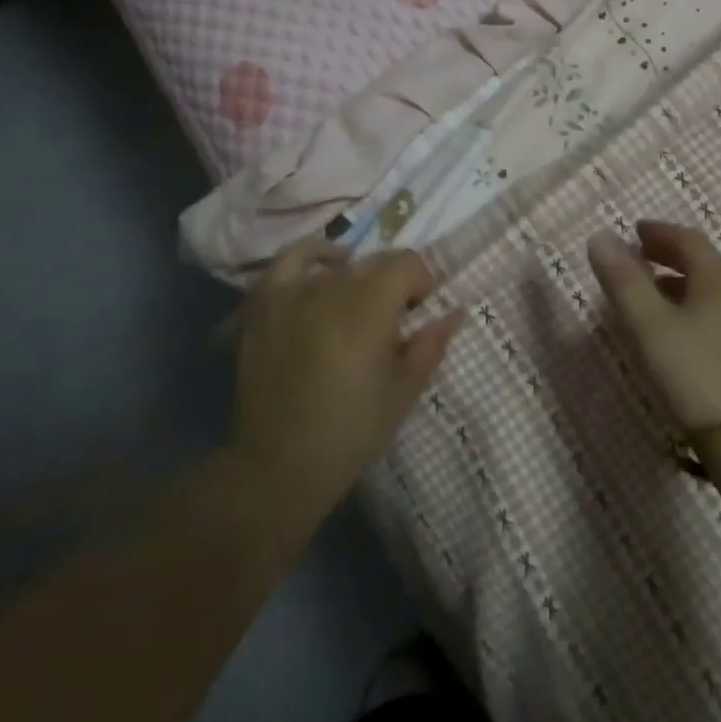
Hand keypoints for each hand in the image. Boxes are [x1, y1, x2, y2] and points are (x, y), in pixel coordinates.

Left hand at [231, 240, 462, 525]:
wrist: (277, 467)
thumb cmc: (349, 434)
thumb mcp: (402, 394)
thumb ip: (430, 346)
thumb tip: (454, 312)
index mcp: (370, 310)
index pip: (407, 264)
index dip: (421, 282)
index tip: (420, 311)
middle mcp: (333, 289)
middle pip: (376, 263)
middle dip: (393, 285)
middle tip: (393, 321)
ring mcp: (295, 293)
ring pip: (341, 265)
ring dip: (359, 280)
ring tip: (359, 306)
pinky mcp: (266, 304)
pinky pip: (291, 260)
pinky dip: (313, 254)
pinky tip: (327, 266)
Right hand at [587, 221, 720, 431]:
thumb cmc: (693, 372)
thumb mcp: (648, 324)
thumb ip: (622, 280)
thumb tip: (599, 236)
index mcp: (714, 279)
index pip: (688, 239)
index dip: (660, 231)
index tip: (634, 231)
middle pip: (700, 261)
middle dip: (667, 252)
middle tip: (636, 254)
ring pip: (703, 289)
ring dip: (674, 279)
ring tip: (645, 290)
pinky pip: (706, 312)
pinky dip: (682, 305)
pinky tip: (667, 330)